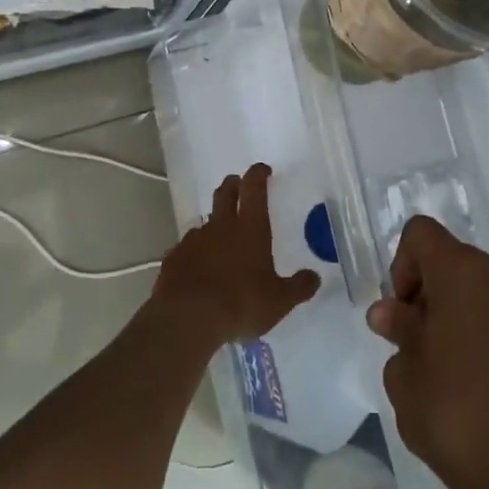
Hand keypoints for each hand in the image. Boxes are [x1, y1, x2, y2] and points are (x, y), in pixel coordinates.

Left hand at [149, 164, 321, 349]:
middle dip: (233, 185)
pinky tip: (199, 266)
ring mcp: (194, 241)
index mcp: (250, 229)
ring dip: (214, 222)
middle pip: (225, 194)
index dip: (258, 175)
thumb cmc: (241, 303)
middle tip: (238, 184)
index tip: (262, 169)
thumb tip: (314, 277)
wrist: (188, 318)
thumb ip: (299, 287)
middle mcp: (221, 227)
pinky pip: (187, 248)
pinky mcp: (174, 259)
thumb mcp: (279, 300)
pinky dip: (196, 251)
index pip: (254, 189)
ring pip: (204, 221)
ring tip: (220, 236)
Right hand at [369, 217, 488, 488]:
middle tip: (423, 349)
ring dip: (469, 317)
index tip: (404, 317)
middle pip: (458, 263)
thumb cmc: (456, 417)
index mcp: (465, 273)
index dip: (402, 267)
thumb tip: (393, 314)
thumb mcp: (405, 376)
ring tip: (461, 374)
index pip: (421, 234)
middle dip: (434, 295)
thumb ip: (399, 332)